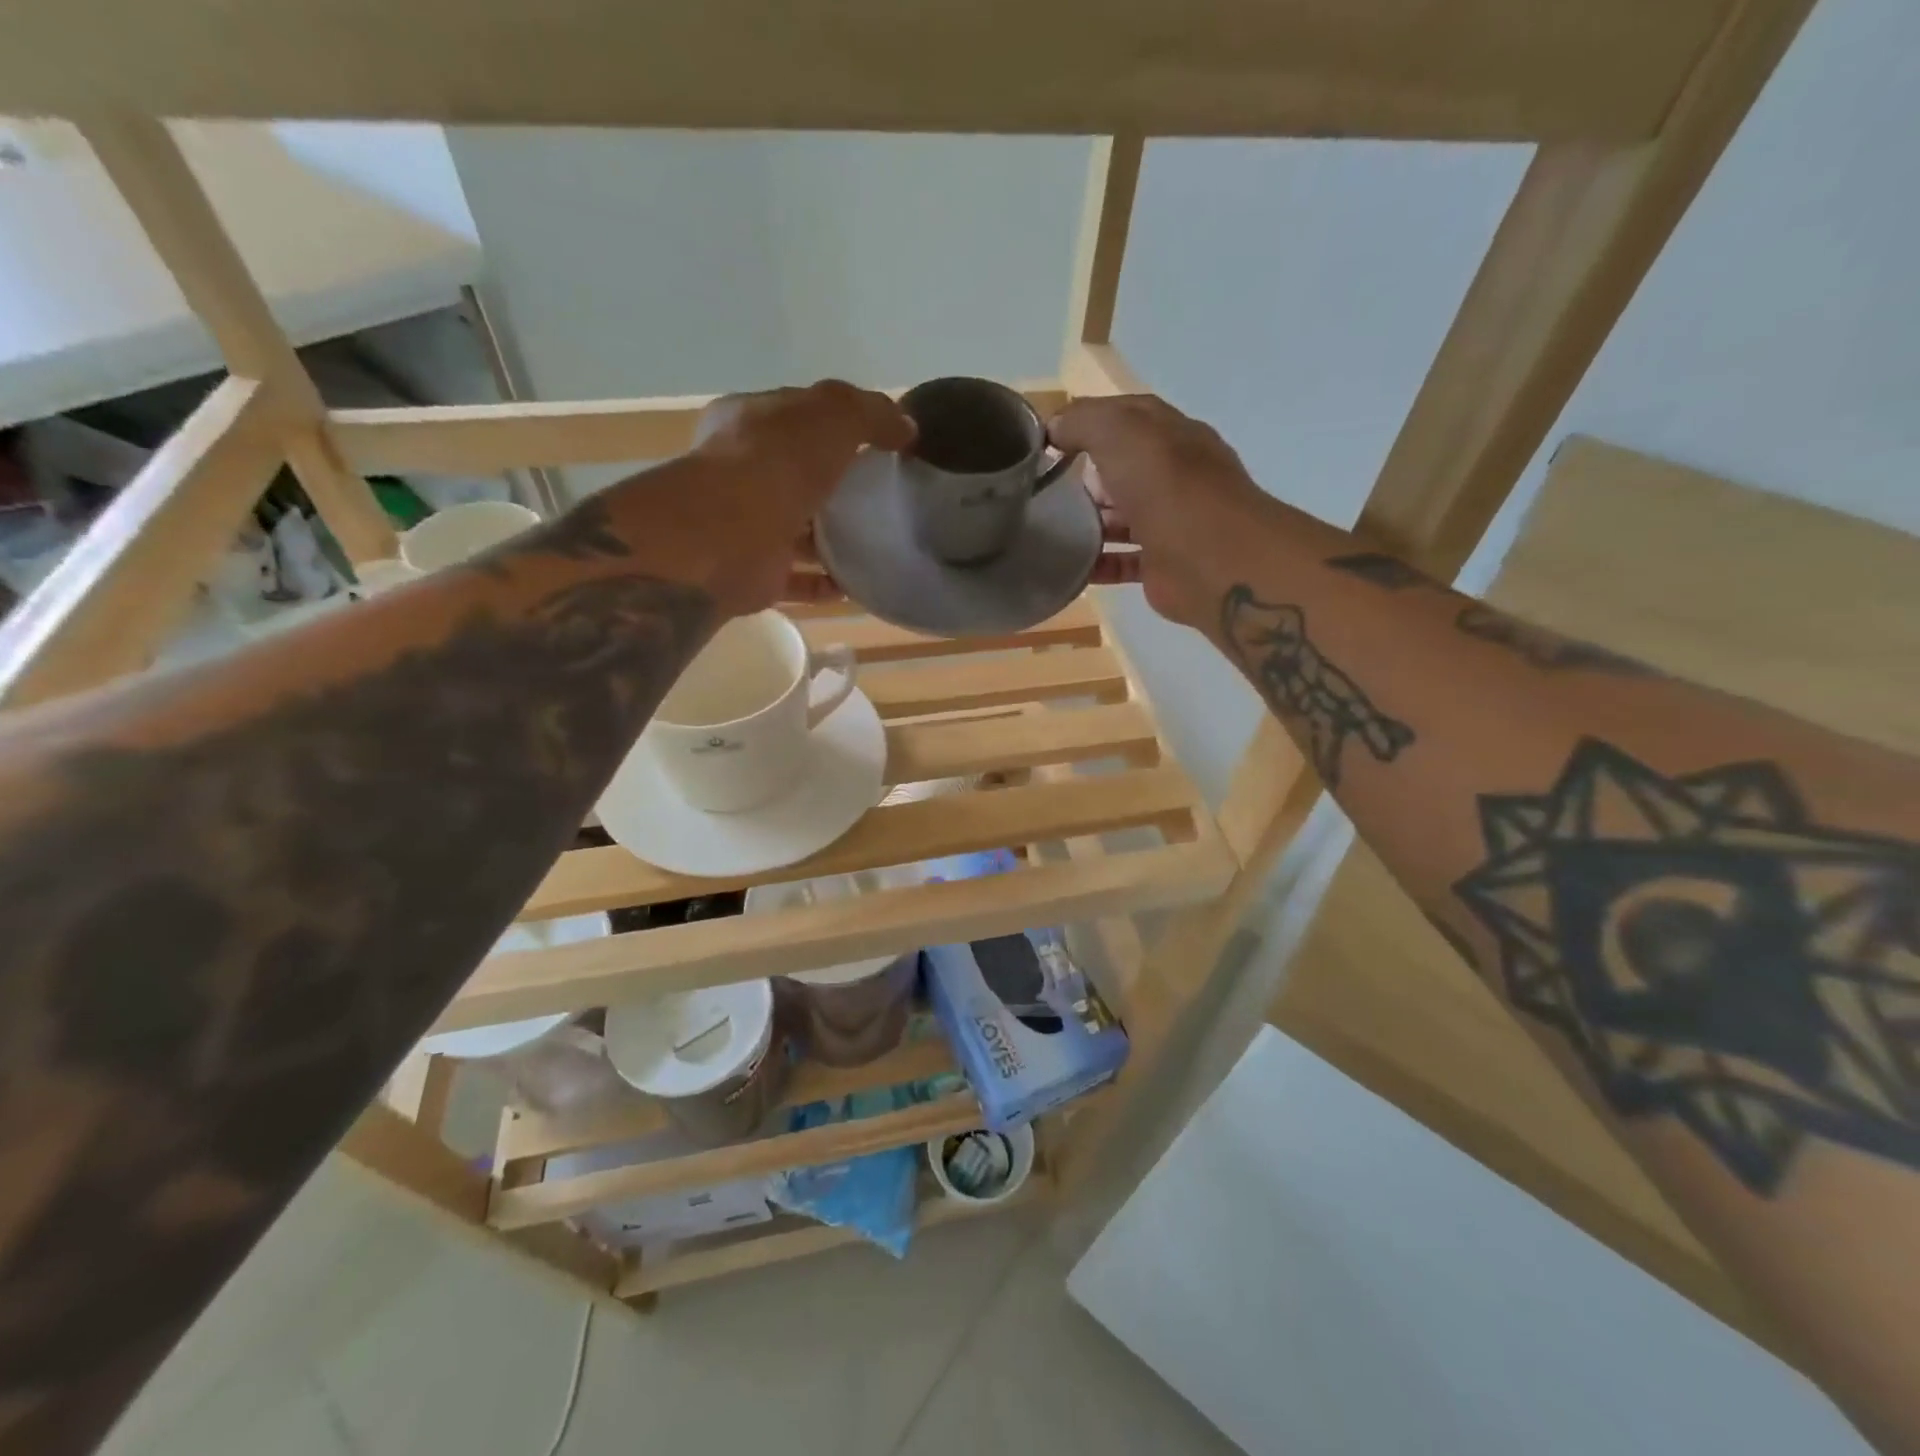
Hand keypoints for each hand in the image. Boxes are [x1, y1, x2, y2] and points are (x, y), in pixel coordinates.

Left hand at [683, 381, 913, 615]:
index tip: (879, 442)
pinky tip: (856, 584)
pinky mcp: (756, 574)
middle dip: (835, 485)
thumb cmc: (776, 461)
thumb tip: (906, 427)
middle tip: (883, 496)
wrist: (728, 535)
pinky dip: (824, 583)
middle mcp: (742, 472)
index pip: (796, 416)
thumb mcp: (834, 414)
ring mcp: (747, 525)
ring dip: (831, 539)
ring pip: (795, 530)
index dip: (836, 423)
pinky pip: (797, 579)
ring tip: (878, 542)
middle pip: (797, 475)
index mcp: (749, 422)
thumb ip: (871, 413)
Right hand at [1047, 394, 1268, 630]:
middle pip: (1123, 469)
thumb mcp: (1119, 431)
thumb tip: (1055, 427)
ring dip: (1088, 522)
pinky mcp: (1162, 564)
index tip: (1050, 440)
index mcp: (1171, 435)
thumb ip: (1084, 421)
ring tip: (1050, 528)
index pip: (1127, 417)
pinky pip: (1121, 561)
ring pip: (1121, 517)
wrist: (1210, 559)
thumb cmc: (1165, 485)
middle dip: (1086, 477)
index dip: (1088, 422)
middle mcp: (1174, 475)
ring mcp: (1169, 521)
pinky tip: (1069, 566)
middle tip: (1048, 489)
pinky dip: (1096, 564)